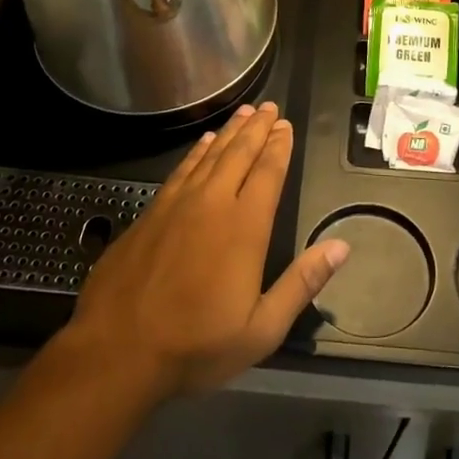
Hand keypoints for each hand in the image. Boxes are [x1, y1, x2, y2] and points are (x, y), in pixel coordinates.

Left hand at [61, 102, 348, 399]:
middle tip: (270, 107)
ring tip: (244, 113)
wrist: (116, 351)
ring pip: (209, 155)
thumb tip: (342, 246)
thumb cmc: (195, 345)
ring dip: (229, 132)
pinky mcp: (150, 213)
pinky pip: (181, 169)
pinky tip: (202, 143)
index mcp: (244, 227)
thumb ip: (302, 283)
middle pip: (239, 154)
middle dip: (257, 128)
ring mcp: (176, 205)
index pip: (267, 173)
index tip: (286, 126)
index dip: (278, 147)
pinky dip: (196, 152)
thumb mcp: (262, 329)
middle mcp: (212, 203)